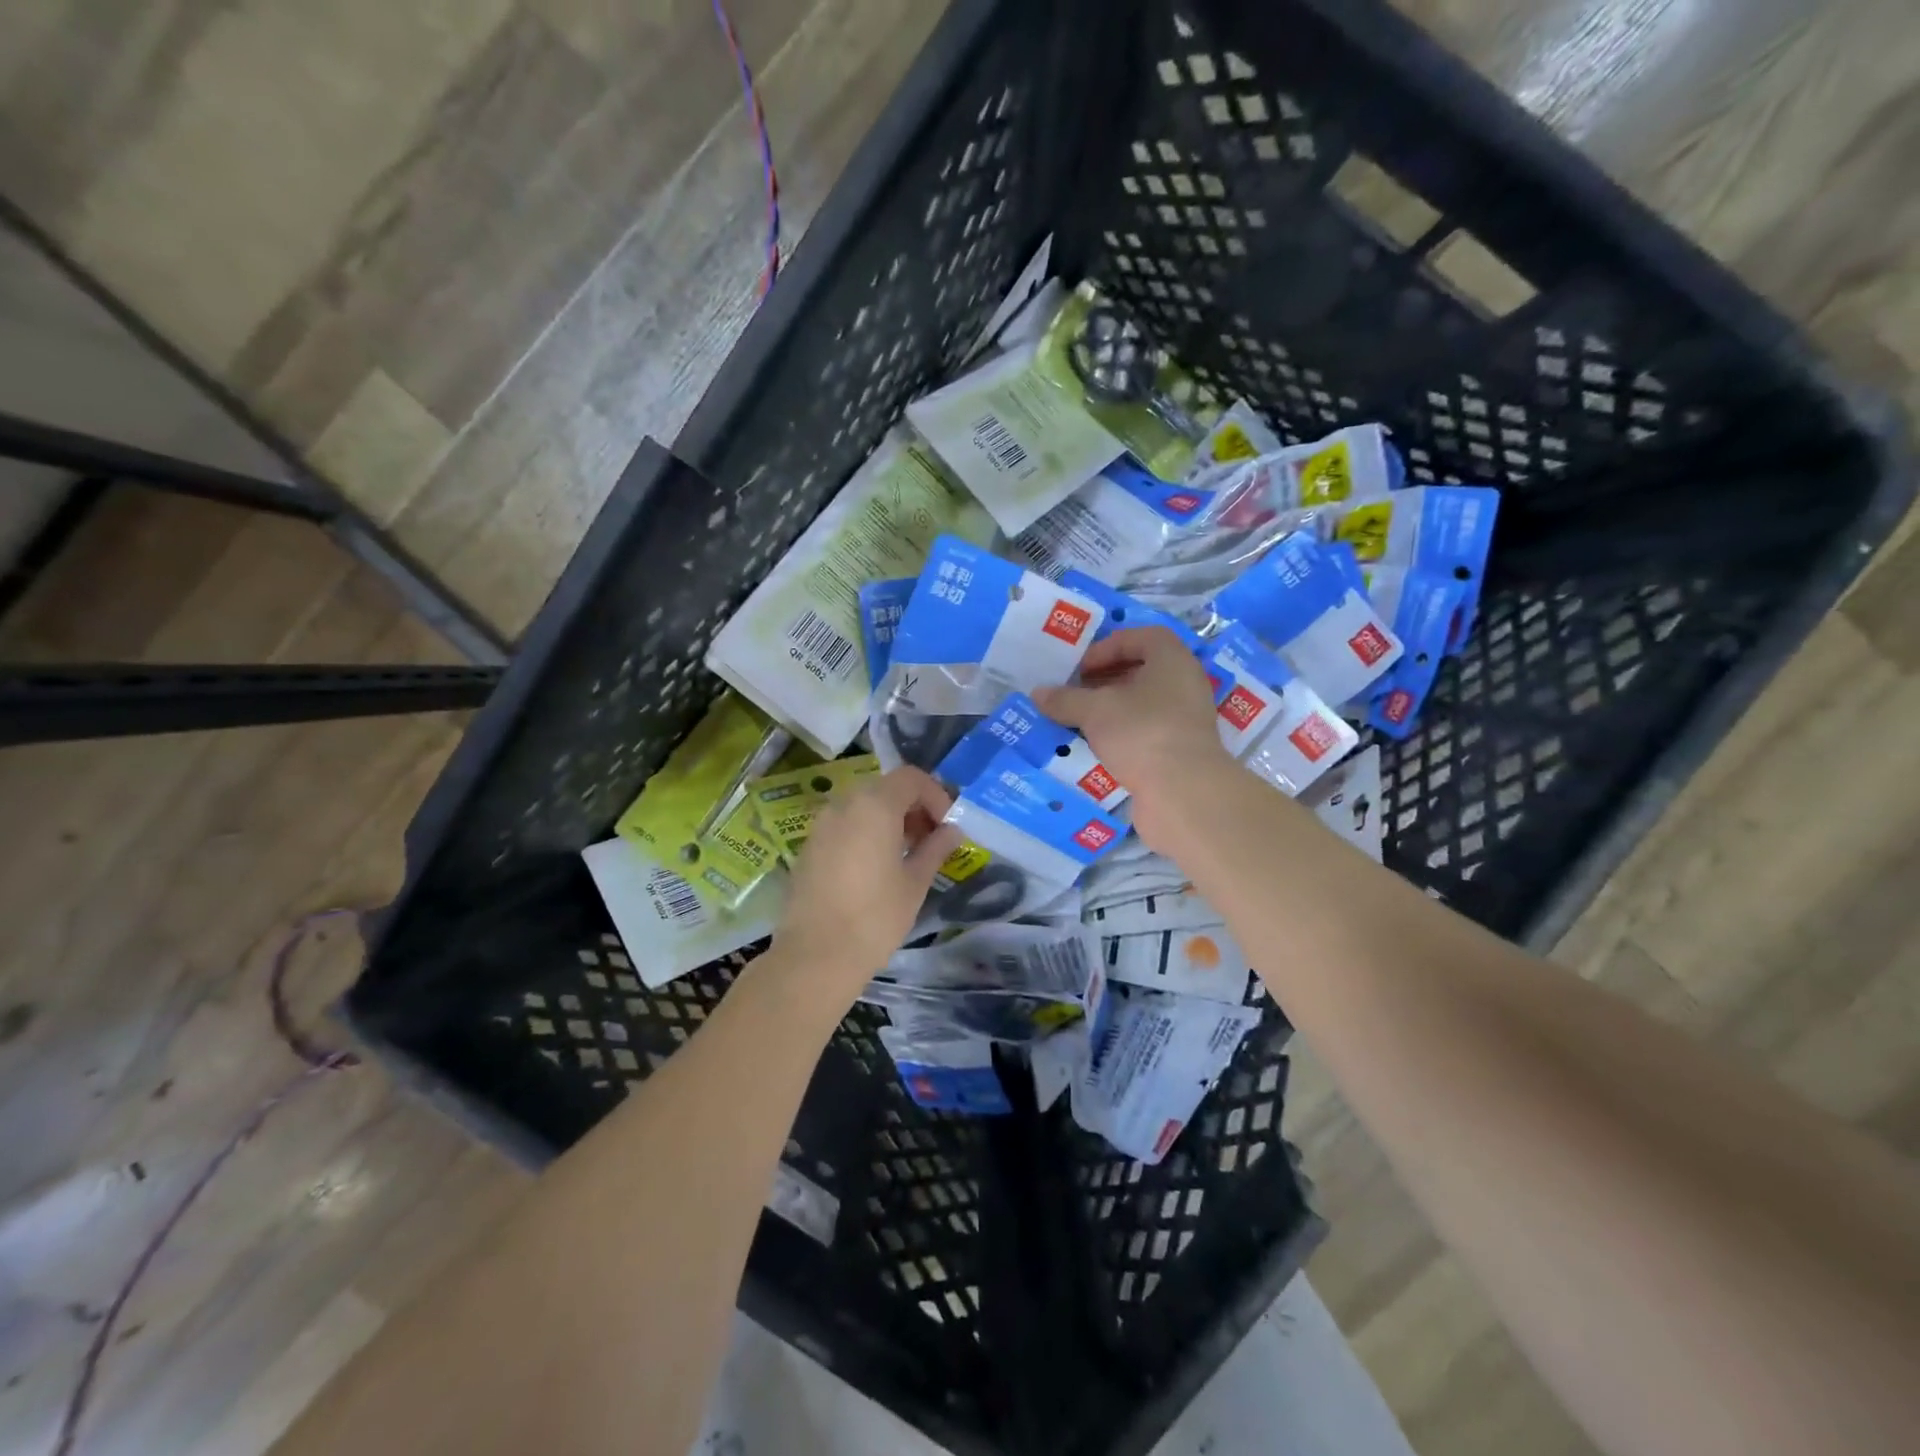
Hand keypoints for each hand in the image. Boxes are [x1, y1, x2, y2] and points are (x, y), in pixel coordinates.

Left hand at [771, 766, 961, 1000]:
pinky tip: (876, 866)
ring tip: (907, 853)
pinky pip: (844, 824)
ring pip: (863, 806)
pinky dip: (865, 832)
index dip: (935, 795)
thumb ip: (935, 848)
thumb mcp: (915, 882)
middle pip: (886, 788)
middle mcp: (844, 804)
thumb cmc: (875, 917)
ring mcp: (822, 824)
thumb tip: (952, 830)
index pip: (911, 778)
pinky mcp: (809, 846)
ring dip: (889, 819)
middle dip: (913, 807)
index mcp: (875, 805)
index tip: (947, 825)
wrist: (816, 956)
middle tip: (931, 838)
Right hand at [1033, 626, 1237, 847]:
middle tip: (1075, 692)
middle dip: (1105, 678)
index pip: (1142, 637)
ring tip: (1080, 719)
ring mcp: (1186, 718)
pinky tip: (1098, 745)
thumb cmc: (1140, 732)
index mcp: (1172, 659)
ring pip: (1144, 703)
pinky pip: (1147, 730)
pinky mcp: (1181, 749)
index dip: (1107, 647)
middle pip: (1142, 670)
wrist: (1183, 791)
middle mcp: (1185, 683)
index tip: (1080, 668)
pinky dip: (1123, 733)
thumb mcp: (1094, 711)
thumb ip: (1065, 699)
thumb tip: (1038, 693)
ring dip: (1112, 708)